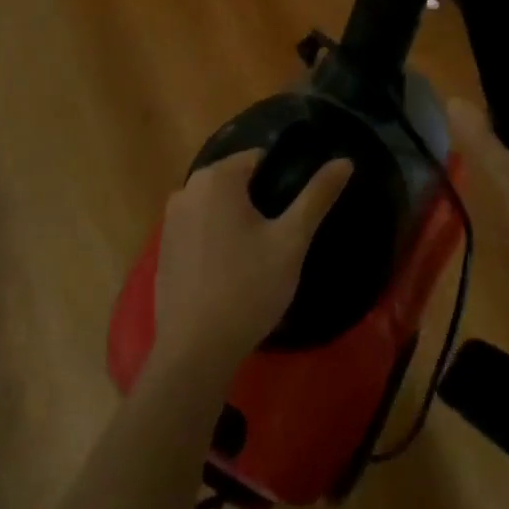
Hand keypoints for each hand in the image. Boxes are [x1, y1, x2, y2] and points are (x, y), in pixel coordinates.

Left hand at [152, 151, 352, 377]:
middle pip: (235, 181)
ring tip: (260, 256)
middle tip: (281, 237)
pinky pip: (198, 229)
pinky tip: (232, 271)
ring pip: (216, 206)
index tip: (295, 211)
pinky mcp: (163, 248)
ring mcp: (169, 219)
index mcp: (217, 178)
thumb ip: (317, 196)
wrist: (195, 350)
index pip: (258, 158)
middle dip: (259, 200)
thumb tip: (345, 161)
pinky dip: (216, 239)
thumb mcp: (291, 240)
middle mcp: (186, 189)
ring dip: (238, 220)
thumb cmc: (249, 288)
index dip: (282, 179)